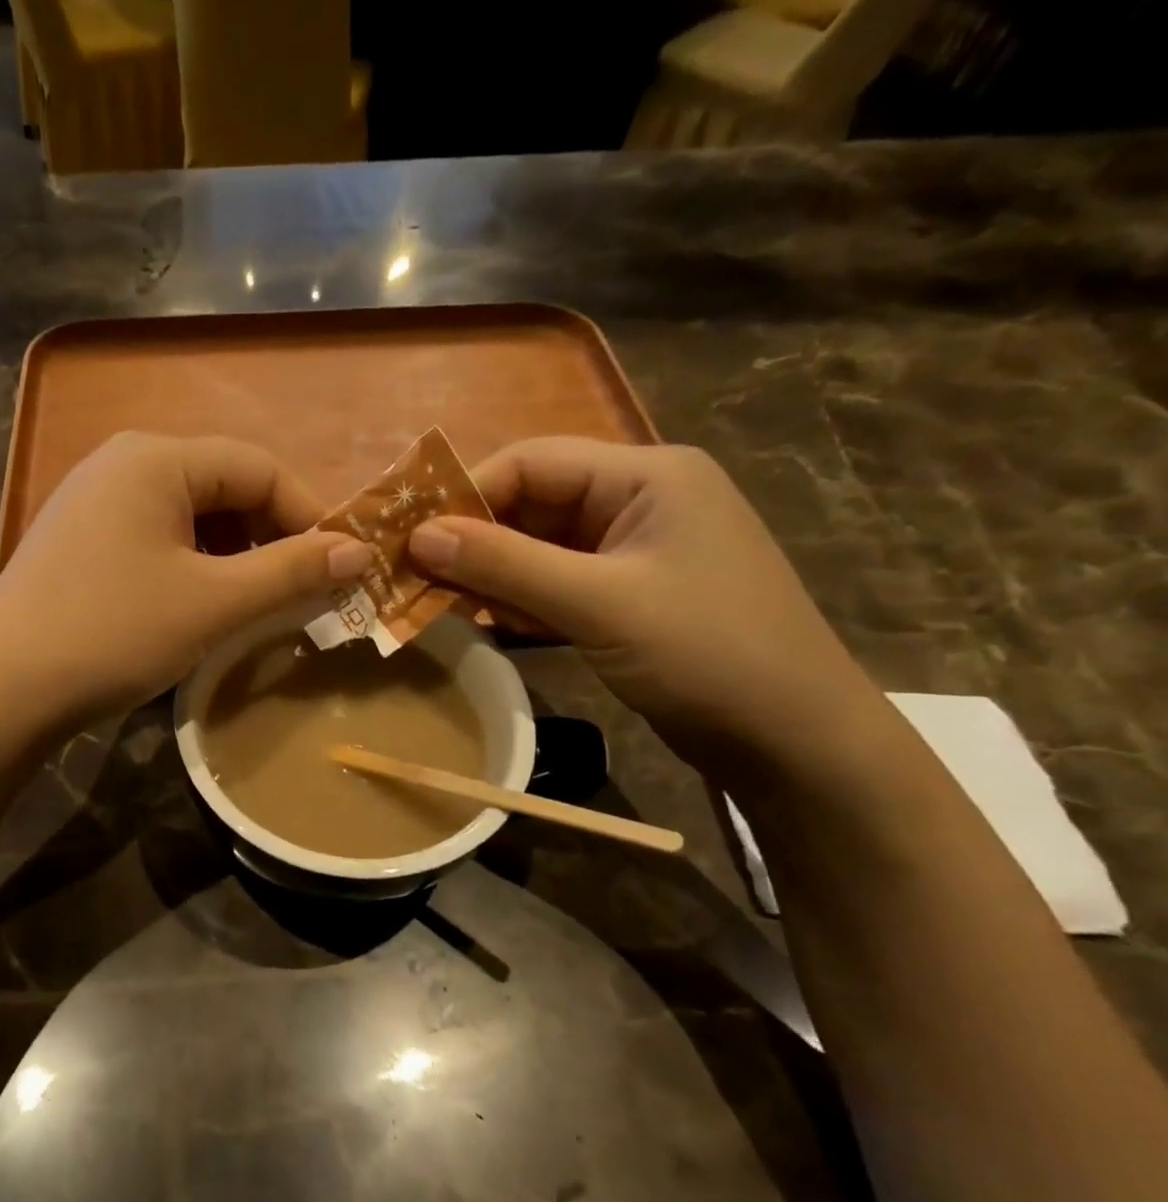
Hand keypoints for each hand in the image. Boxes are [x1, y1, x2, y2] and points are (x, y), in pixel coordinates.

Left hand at [0, 433, 372, 719]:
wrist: (1, 689)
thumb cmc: (114, 632)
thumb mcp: (213, 603)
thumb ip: (290, 571)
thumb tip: (359, 551)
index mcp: (156, 458)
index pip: (259, 467)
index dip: (308, 515)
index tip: (338, 569)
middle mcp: (122, 462)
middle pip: (224, 486)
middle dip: (269, 537)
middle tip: (296, 593)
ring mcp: (93, 500)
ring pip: (190, 516)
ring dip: (233, 556)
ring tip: (252, 605)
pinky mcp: (79, 539)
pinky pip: (155, 537)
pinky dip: (192, 566)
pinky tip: (198, 606)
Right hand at [408, 439, 881, 773]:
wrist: (793, 740)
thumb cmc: (706, 653)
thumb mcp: (597, 603)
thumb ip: (504, 564)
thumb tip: (418, 536)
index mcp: (646, 475)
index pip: (531, 461)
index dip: (465, 494)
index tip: (409, 538)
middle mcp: (638, 500)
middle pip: (530, 503)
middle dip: (473, 540)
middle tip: (413, 577)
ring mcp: (633, 550)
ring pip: (536, 547)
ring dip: (490, 575)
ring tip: (440, 605)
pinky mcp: (626, 594)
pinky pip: (554, 582)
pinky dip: (517, 600)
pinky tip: (485, 624)